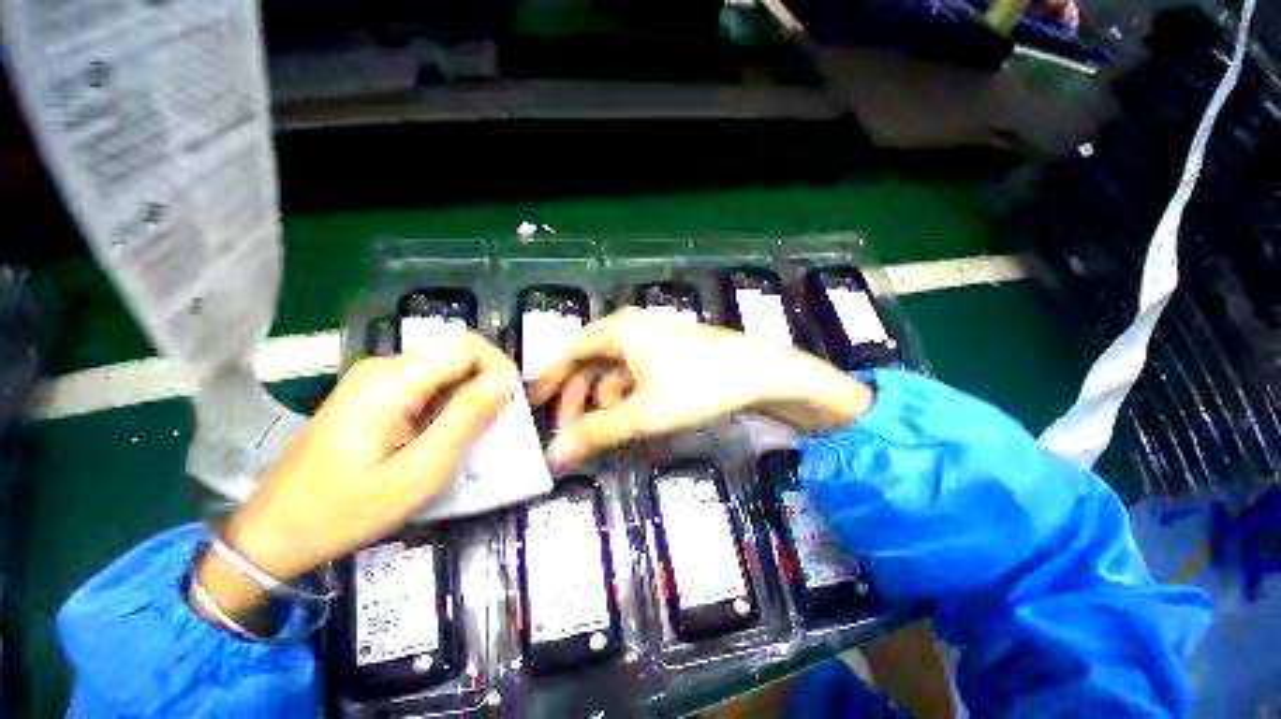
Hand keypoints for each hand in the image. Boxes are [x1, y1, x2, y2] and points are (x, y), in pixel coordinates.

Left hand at [193, 334, 518, 619]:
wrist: (274, 531)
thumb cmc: (346, 510)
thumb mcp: (419, 473)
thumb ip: (465, 421)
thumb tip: (505, 382)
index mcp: (393, 381)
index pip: (468, 347)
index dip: (500, 368)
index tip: (512, 404)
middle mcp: (384, 367)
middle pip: (458, 355)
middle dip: (488, 383)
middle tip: (498, 425)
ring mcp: (375, 378)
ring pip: (447, 369)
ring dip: (471, 395)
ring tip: (477, 433)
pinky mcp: (374, 393)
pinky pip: (429, 383)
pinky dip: (451, 402)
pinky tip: (448, 433)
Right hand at [528, 308, 873, 468]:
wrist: (758, 372)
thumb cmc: (698, 386)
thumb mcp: (643, 413)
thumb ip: (597, 433)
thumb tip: (554, 454)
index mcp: (618, 332)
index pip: (571, 352)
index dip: (551, 379)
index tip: (535, 404)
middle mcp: (631, 328)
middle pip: (591, 362)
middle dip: (579, 396)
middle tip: (570, 430)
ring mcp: (652, 339)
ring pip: (614, 370)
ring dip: (603, 400)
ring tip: (602, 430)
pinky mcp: (669, 352)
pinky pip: (635, 373)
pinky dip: (627, 395)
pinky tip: (631, 417)